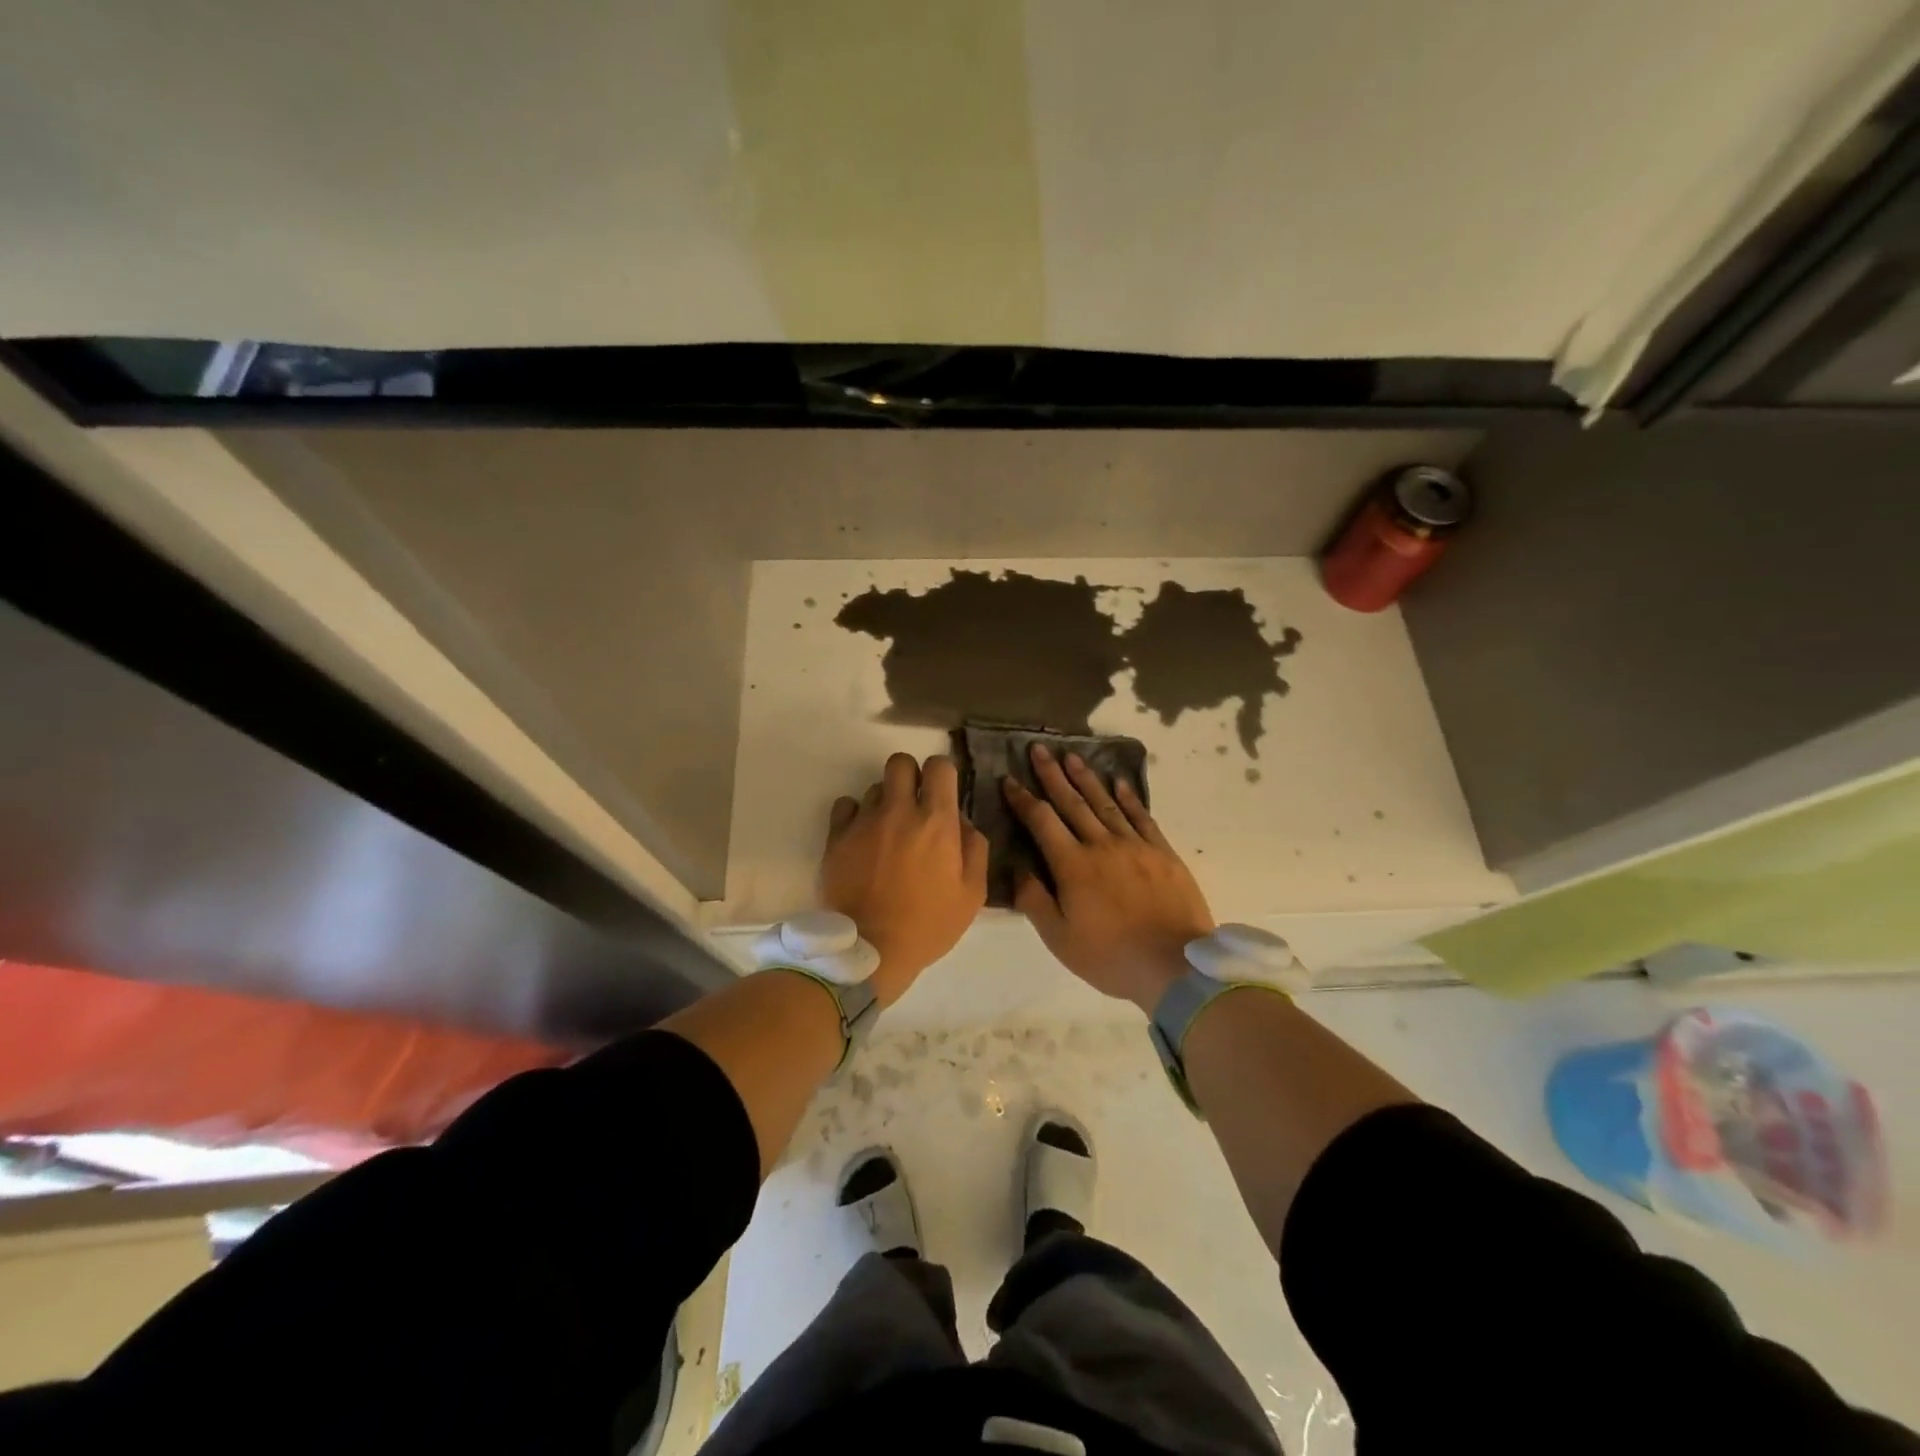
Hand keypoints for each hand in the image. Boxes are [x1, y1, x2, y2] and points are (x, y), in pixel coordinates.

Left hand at [821, 752, 988, 1006]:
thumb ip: (975, 849)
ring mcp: (864, 821)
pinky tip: (862, 836)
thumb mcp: (972, 894)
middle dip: (910, 776)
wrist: (871, 951)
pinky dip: (855, 814)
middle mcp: (899, 810)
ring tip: (886, 831)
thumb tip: (962, 822)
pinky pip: (845, 805)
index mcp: (936, 821)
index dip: (942, 774)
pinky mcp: (837, 837)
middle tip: (913, 803)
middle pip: (900, 763)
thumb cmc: (928, 925)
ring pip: (874, 788)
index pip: (939, 766)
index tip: (942, 792)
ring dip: (885, 802)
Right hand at [1003, 744, 1213, 1012]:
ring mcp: (1135, 845)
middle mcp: (1102, 845)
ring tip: (1072, 756)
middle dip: (1052, 775)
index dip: (1023, 799)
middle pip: (1072, 802)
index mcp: (1072, 865)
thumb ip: (1034, 900)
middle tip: (1039, 749)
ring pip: (1105, 803)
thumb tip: (1019, 868)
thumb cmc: (1110, 956)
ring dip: (1086, 778)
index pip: (1042, 821)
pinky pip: (1142, 816)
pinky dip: (1128, 798)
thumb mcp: (1059, 938)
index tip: (1009, 779)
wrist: (1175, 965)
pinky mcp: (1162, 853)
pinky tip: (1119, 783)